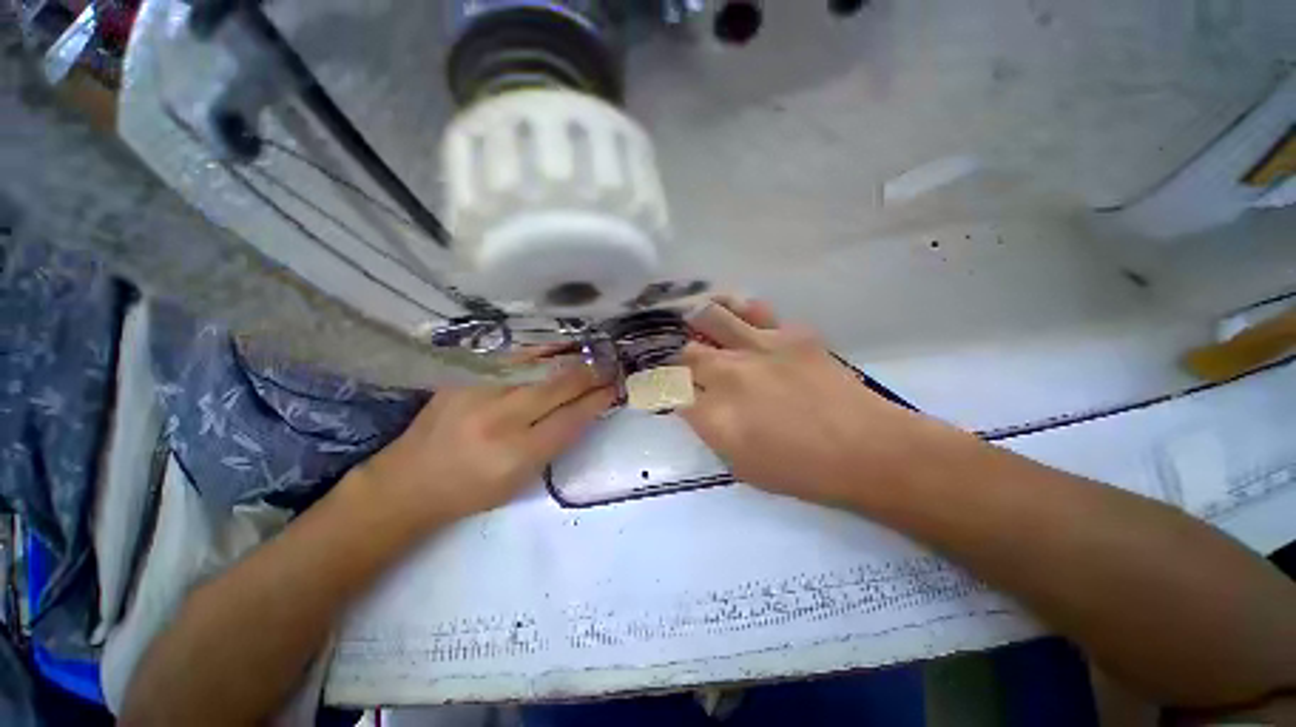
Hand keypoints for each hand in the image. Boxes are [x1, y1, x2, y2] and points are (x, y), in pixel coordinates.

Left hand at [357, 355, 614, 523]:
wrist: (409, 481)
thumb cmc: (473, 490)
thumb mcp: (523, 479)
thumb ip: (557, 440)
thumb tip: (586, 407)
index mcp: (517, 454)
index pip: (572, 418)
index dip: (598, 399)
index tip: (614, 388)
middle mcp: (500, 418)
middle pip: (559, 385)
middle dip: (591, 373)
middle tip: (609, 366)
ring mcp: (479, 390)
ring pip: (539, 363)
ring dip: (571, 356)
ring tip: (591, 351)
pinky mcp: (464, 376)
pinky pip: (513, 356)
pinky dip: (541, 350)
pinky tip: (557, 346)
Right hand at [679, 298, 952, 507]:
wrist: (868, 450)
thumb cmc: (802, 471)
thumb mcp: (740, 466)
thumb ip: (711, 431)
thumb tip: (696, 406)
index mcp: (714, 415)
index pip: (669, 391)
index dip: (660, 387)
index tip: (660, 387)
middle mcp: (727, 374)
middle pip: (683, 354)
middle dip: (674, 357)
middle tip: (678, 359)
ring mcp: (758, 347)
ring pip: (710, 317)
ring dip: (696, 320)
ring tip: (692, 318)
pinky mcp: (789, 333)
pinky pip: (754, 310)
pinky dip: (738, 311)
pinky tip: (737, 316)